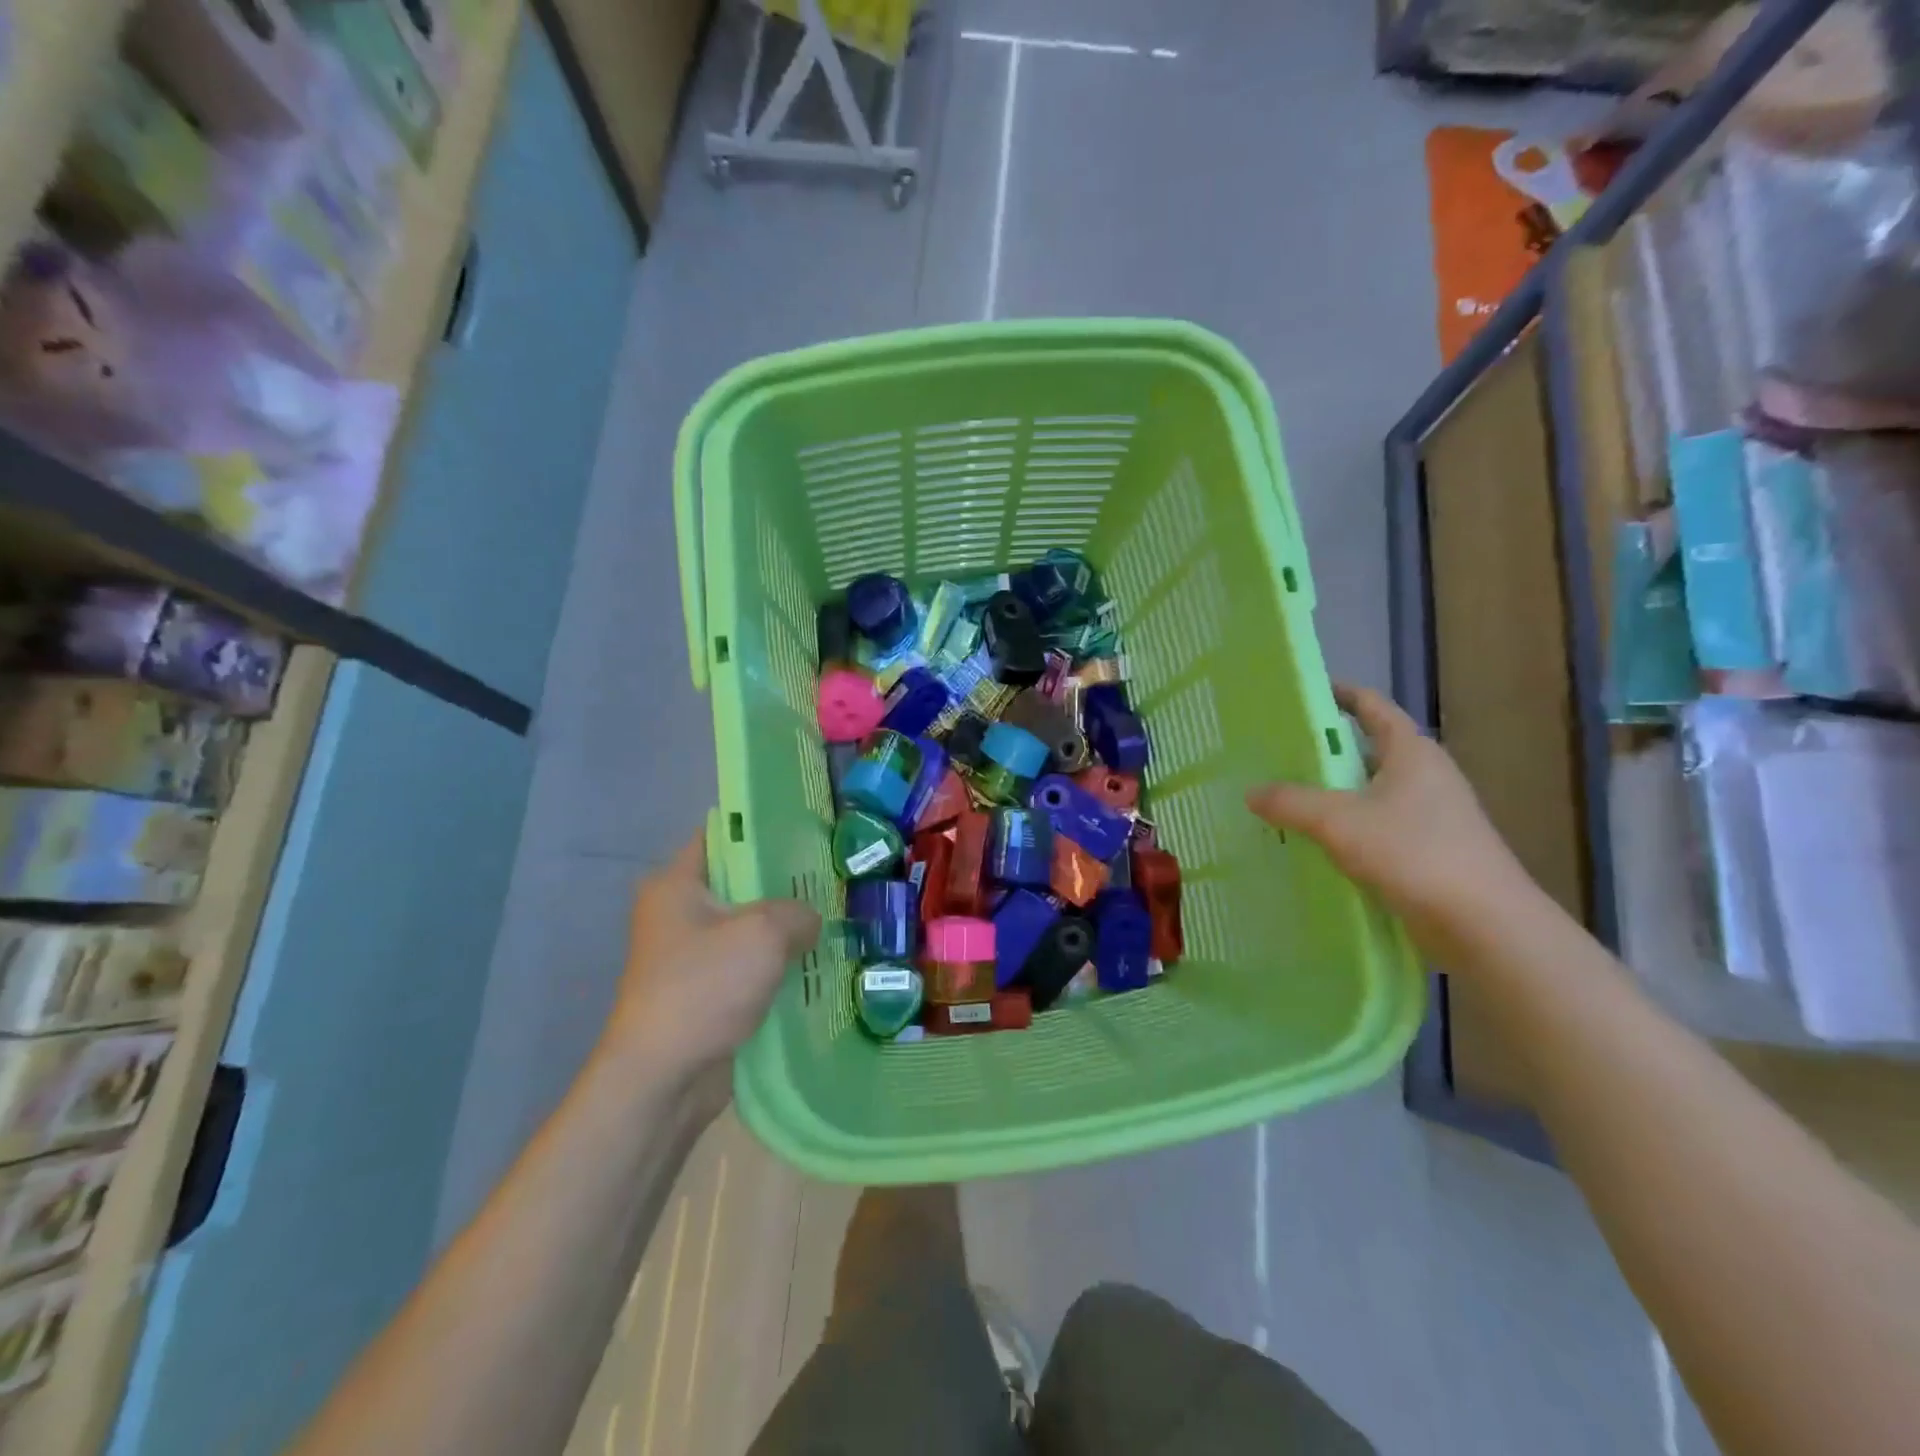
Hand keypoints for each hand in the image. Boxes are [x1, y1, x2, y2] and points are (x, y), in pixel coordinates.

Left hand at [601, 835, 820, 1116]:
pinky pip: (749, 964)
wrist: (664, 1078)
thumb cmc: (704, 988)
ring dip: (786, 928)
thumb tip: (809, 921)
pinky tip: (818, 962)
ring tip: (835, 917)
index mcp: (676, 884)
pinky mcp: (707, 990)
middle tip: (833, 877)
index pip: (721, 836)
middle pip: (740, 882)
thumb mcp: (763, 933)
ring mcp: (692, 955)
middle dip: (785, 883)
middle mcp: (679, 912)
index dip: (763, 828)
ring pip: (749, 927)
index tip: (808, 830)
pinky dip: (778, 963)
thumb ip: (797, 912)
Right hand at [1245, 684, 1541, 961]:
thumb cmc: (1414, 853)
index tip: (1299, 695)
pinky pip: (1377, 824)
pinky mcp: (1429, 848)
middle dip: (1323, 750)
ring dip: (1331, 792)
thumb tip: (1251, 792)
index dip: (1338, 694)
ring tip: (1284, 797)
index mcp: (1411, 751)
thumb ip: (1291, 802)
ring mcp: (1431, 813)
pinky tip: (1314, 841)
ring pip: (1369, 790)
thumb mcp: (1339, 822)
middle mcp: (1425, 774)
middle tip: (1275, 752)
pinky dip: (1346, 825)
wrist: (1484, 925)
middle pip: (1367, 748)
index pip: (1371, 706)